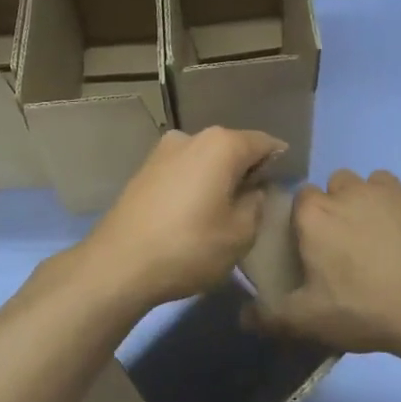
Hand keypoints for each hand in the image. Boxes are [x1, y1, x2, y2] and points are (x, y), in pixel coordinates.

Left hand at [76, 127, 285, 308]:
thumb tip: (252, 189)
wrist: (118, 264)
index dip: (279, 163)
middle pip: (232, 148)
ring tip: (223, 213)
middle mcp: (191, 137)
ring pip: (205, 159)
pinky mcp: (143, 171)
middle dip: (246, 170)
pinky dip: (194, 185)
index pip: (264, 143)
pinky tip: (194, 214)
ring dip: (217, 178)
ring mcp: (162, 152)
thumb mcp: (240, 233)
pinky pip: (183, 171)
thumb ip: (256, 204)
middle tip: (255, 204)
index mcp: (221, 144)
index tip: (282, 187)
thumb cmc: (189, 247)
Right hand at [252, 170, 400, 368]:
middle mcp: (352, 190)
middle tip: (350, 244)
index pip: (301, 198)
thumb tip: (242, 317)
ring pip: (378, 183)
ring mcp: (395, 191)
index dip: (307, 220)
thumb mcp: (307, 321)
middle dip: (341, 204)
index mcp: (316, 212)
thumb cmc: (363, 308)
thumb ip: (269, 317)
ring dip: (377, 202)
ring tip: (386, 238)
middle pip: (339, 184)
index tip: (315, 246)